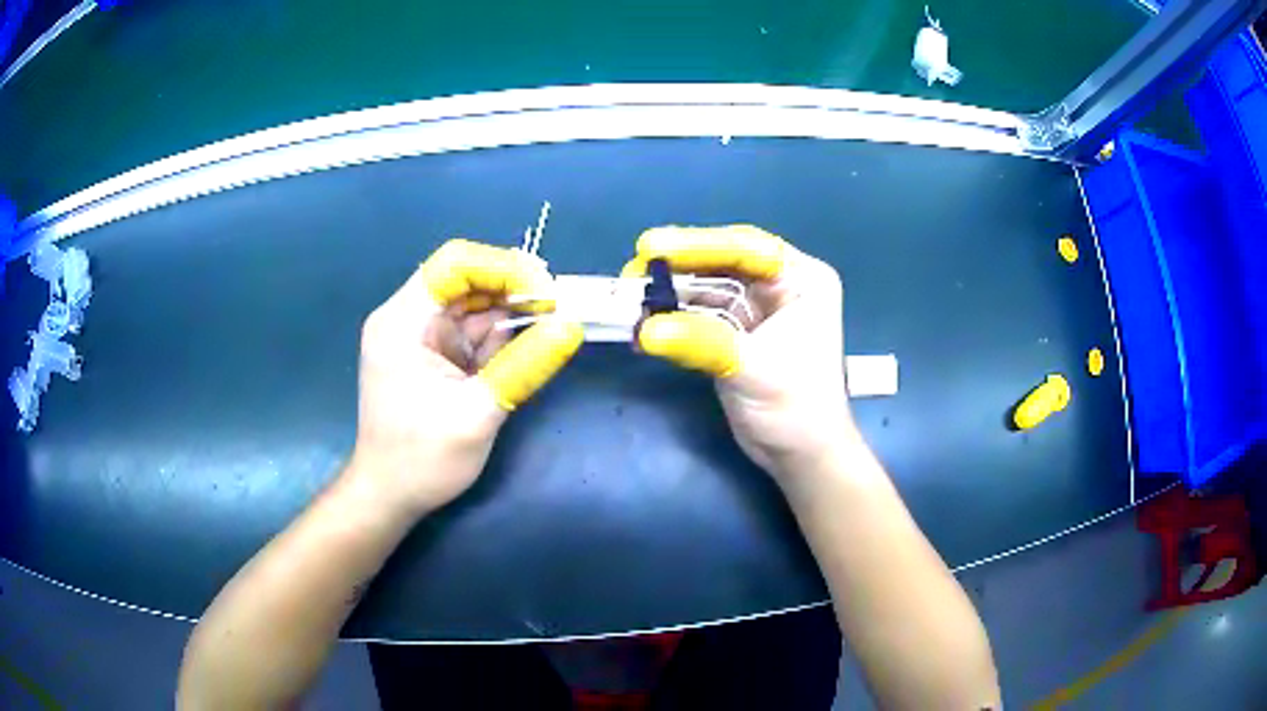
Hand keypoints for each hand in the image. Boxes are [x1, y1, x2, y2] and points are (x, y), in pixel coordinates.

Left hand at [348, 239, 582, 516]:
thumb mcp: (477, 414)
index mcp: (404, 321)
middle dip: (514, 291)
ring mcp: (422, 337)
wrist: (390, 497)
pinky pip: (473, 333)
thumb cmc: (422, 460)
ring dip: (513, 316)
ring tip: (553, 327)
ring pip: (475, 307)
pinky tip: (528, 348)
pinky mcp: (435, 356)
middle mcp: (409, 318)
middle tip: (561, 309)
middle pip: (467, 281)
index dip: (502, 266)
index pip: (454, 264)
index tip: (547, 291)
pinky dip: (502, 339)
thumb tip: (572, 327)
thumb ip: (525, 367)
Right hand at [623, 226, 854, 479]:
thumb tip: (647, 329)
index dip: (697, 244)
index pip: (746, 248)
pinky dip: (671, 321)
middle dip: (676, 269)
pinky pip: (698, 317)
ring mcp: (755, 311)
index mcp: (801, 280)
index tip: (652, 246)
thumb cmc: (797, 409)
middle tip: (632, 272)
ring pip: (705, 290)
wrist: (801, 457)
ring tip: (629, 302)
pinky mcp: (734, 335)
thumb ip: (703, 343)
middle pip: (721, 264)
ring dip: (667, 296)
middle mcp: (779, 286)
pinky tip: (643, 330)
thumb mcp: (755, 370)